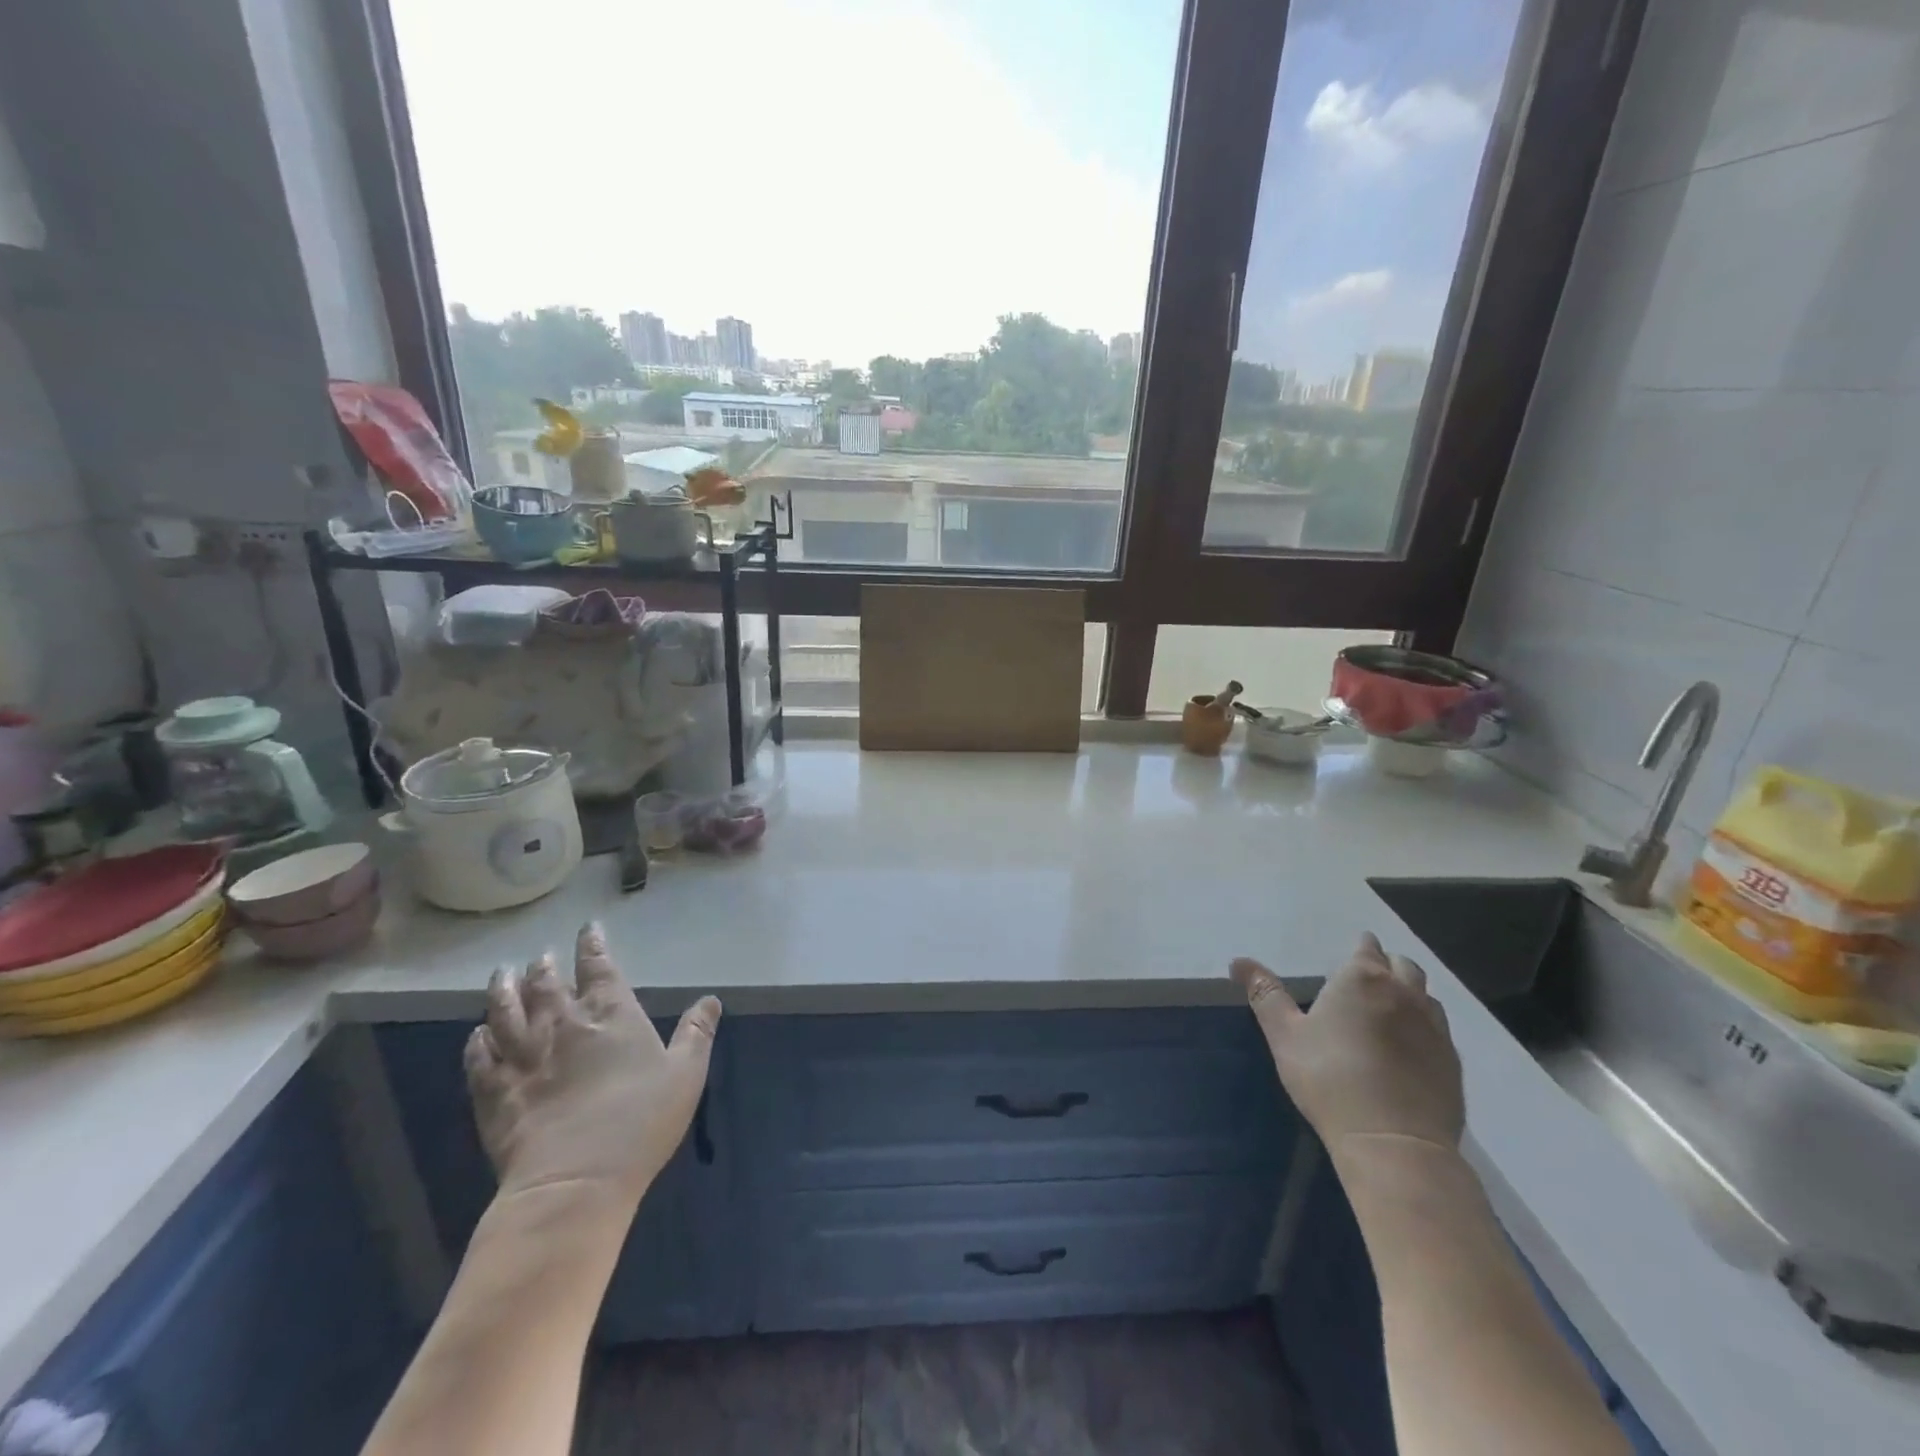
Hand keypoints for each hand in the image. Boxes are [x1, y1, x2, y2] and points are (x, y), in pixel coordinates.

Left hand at [464, 922, 721, 1204]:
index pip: (598, 967)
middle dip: (544, 966)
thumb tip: (710, 999)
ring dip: (503, 990)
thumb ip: (696, 1033)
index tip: (587, 929)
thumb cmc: (639, 1122)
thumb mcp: (685, 1074)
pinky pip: (478, 1057)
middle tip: (541, 956)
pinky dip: (477, 1041)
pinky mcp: (494, 1091)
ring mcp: (522, 1056)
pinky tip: (477, 1034)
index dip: (592, 945)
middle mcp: (562, 1024)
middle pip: (547, 984)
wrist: (573, 1181)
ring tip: (501, 975)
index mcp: (610, 1014)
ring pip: (505, 1011)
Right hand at [1232, 933, 1463, 1162]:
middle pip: (1403, 965)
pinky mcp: (1452, 1062)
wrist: (1393, 1142)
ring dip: (1409, 993)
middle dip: (1387, 965)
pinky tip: (1409, 1046)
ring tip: (1390, 1009)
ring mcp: (1434, 1028)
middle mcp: (1404, 994)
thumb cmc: (1329, 1079)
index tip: (1351, 956)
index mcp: (1363, 979)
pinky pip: (1439, 1030)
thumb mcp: (1284, 1035)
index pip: (1367, 948)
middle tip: (1367, 980)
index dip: (1361, 948)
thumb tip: (1238, 961)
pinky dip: (1424, 1026)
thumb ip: (1265, 994)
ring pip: (1425, 995)